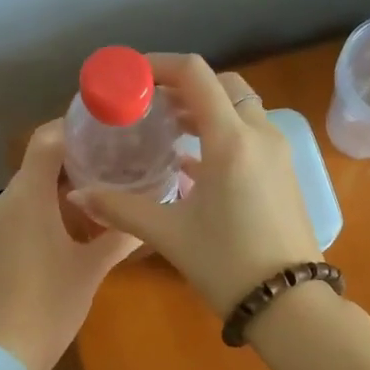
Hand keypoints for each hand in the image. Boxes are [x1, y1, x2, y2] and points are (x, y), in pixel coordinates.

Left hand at [0, 121, 140, 369]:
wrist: (1, 354)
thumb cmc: (50, 304)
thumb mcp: (92, 268)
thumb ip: (120, 235)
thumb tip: (149, 212)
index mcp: (27, 197)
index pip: (47, 139)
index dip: (76, 126)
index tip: (109, 128)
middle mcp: (4, 201)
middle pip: (41, 164)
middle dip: (78, 162)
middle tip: (119, 164)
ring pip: (31, 190)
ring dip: (64, 189)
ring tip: (105, 195)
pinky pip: (21, 213)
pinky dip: (47, 210)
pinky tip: (75, 228)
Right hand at [69, 54, 319, 317]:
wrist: (290, 304)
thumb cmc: (226, 263)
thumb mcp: (169, 234)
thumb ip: (121, 208)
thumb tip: (79, 194)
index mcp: (231, 139)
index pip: (195, 75)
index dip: (159, 65)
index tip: (130, 76)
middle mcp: (260, 135)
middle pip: (222, 85)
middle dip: (183, 87)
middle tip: (148, 105)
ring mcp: (278, 153)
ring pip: (240, 109)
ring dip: (205, 109)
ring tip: (166, 130)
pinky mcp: (284, 173)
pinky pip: (251, 135)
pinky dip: (223, 133)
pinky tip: (193, 162)